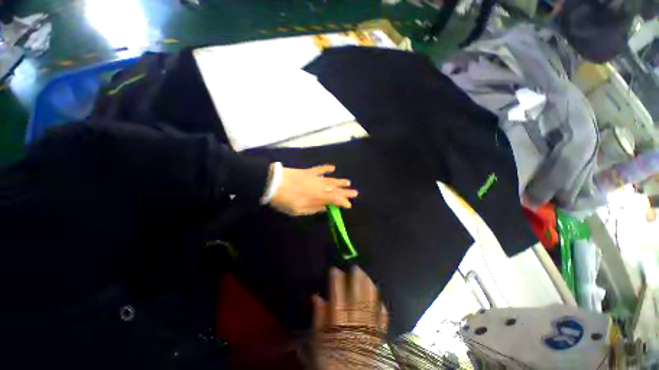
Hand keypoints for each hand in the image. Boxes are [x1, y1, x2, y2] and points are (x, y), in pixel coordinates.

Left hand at [269, 165, 357, 215]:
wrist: (273, 183)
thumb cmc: (285, 200)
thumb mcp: (299, 210)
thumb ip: (313, 209)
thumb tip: (324, 208)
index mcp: (318, 197)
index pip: (335, 200)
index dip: (343, 202)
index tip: (349, 205)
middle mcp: (320, 187)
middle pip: (336, 189)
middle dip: (346, 192)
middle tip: (355, 192)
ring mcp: (315, 178)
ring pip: (331, 179)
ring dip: (340, 181)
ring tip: (348, 182)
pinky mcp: (308, 171)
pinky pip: (320, 169)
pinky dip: (326, 168)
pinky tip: (333, 168)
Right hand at [312, 267, 387, 368]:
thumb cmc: (328, 361)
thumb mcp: (317, 342)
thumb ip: (317, 319)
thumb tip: (316, 297)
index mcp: (338, 325)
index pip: (337, 297)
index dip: (336, 281)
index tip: (335, 269)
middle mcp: (354, 325)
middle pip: (357, 298)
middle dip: (356, 280)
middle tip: (355, 267)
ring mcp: (367, 331)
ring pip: (370, 305)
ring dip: (369, 289)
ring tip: (367, 276)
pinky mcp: (377, 339)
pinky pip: (381, 322)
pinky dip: (382, 310)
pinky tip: (381, 301)